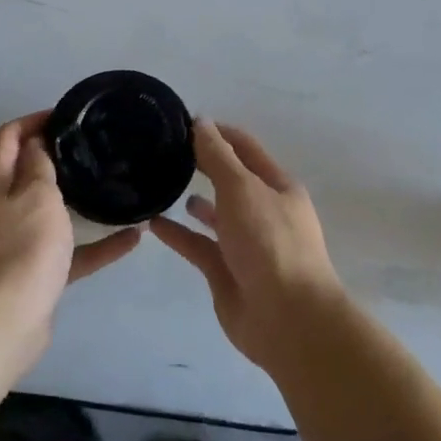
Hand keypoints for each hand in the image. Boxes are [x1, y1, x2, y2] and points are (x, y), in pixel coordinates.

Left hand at [0, 113, 140, 366]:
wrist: (6, 321)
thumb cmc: (23, 247)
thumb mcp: (36, 193)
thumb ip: (38, 164)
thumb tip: (36, 143)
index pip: (8, 136)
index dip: (34, 120)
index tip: (68, 116)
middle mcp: (1, 207)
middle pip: (26, 171)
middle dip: (56, 156)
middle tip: (94, 146)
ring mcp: (17, 241)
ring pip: (49, 210)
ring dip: (78, 198)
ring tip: (111, 184)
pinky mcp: (36, 271)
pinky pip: (70, 250)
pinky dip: (97, 244)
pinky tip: (133, 238)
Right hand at [151, 121, 346, 371]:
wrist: (287, 319)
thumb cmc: (269, 242)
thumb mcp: (242, 189)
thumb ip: (218, 156)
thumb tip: (201, 121)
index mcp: (277, 186)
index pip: (244, 147)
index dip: (217, 132)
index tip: (182, 123)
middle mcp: (263, 211)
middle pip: (229, 179)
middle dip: (202, 165)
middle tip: (164, 152)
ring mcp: (245, 243)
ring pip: (215, 214)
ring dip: (192, 200)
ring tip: (159, 185)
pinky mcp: (226, 272)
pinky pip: (198, 246)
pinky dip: (178, 234)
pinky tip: (152, 223)